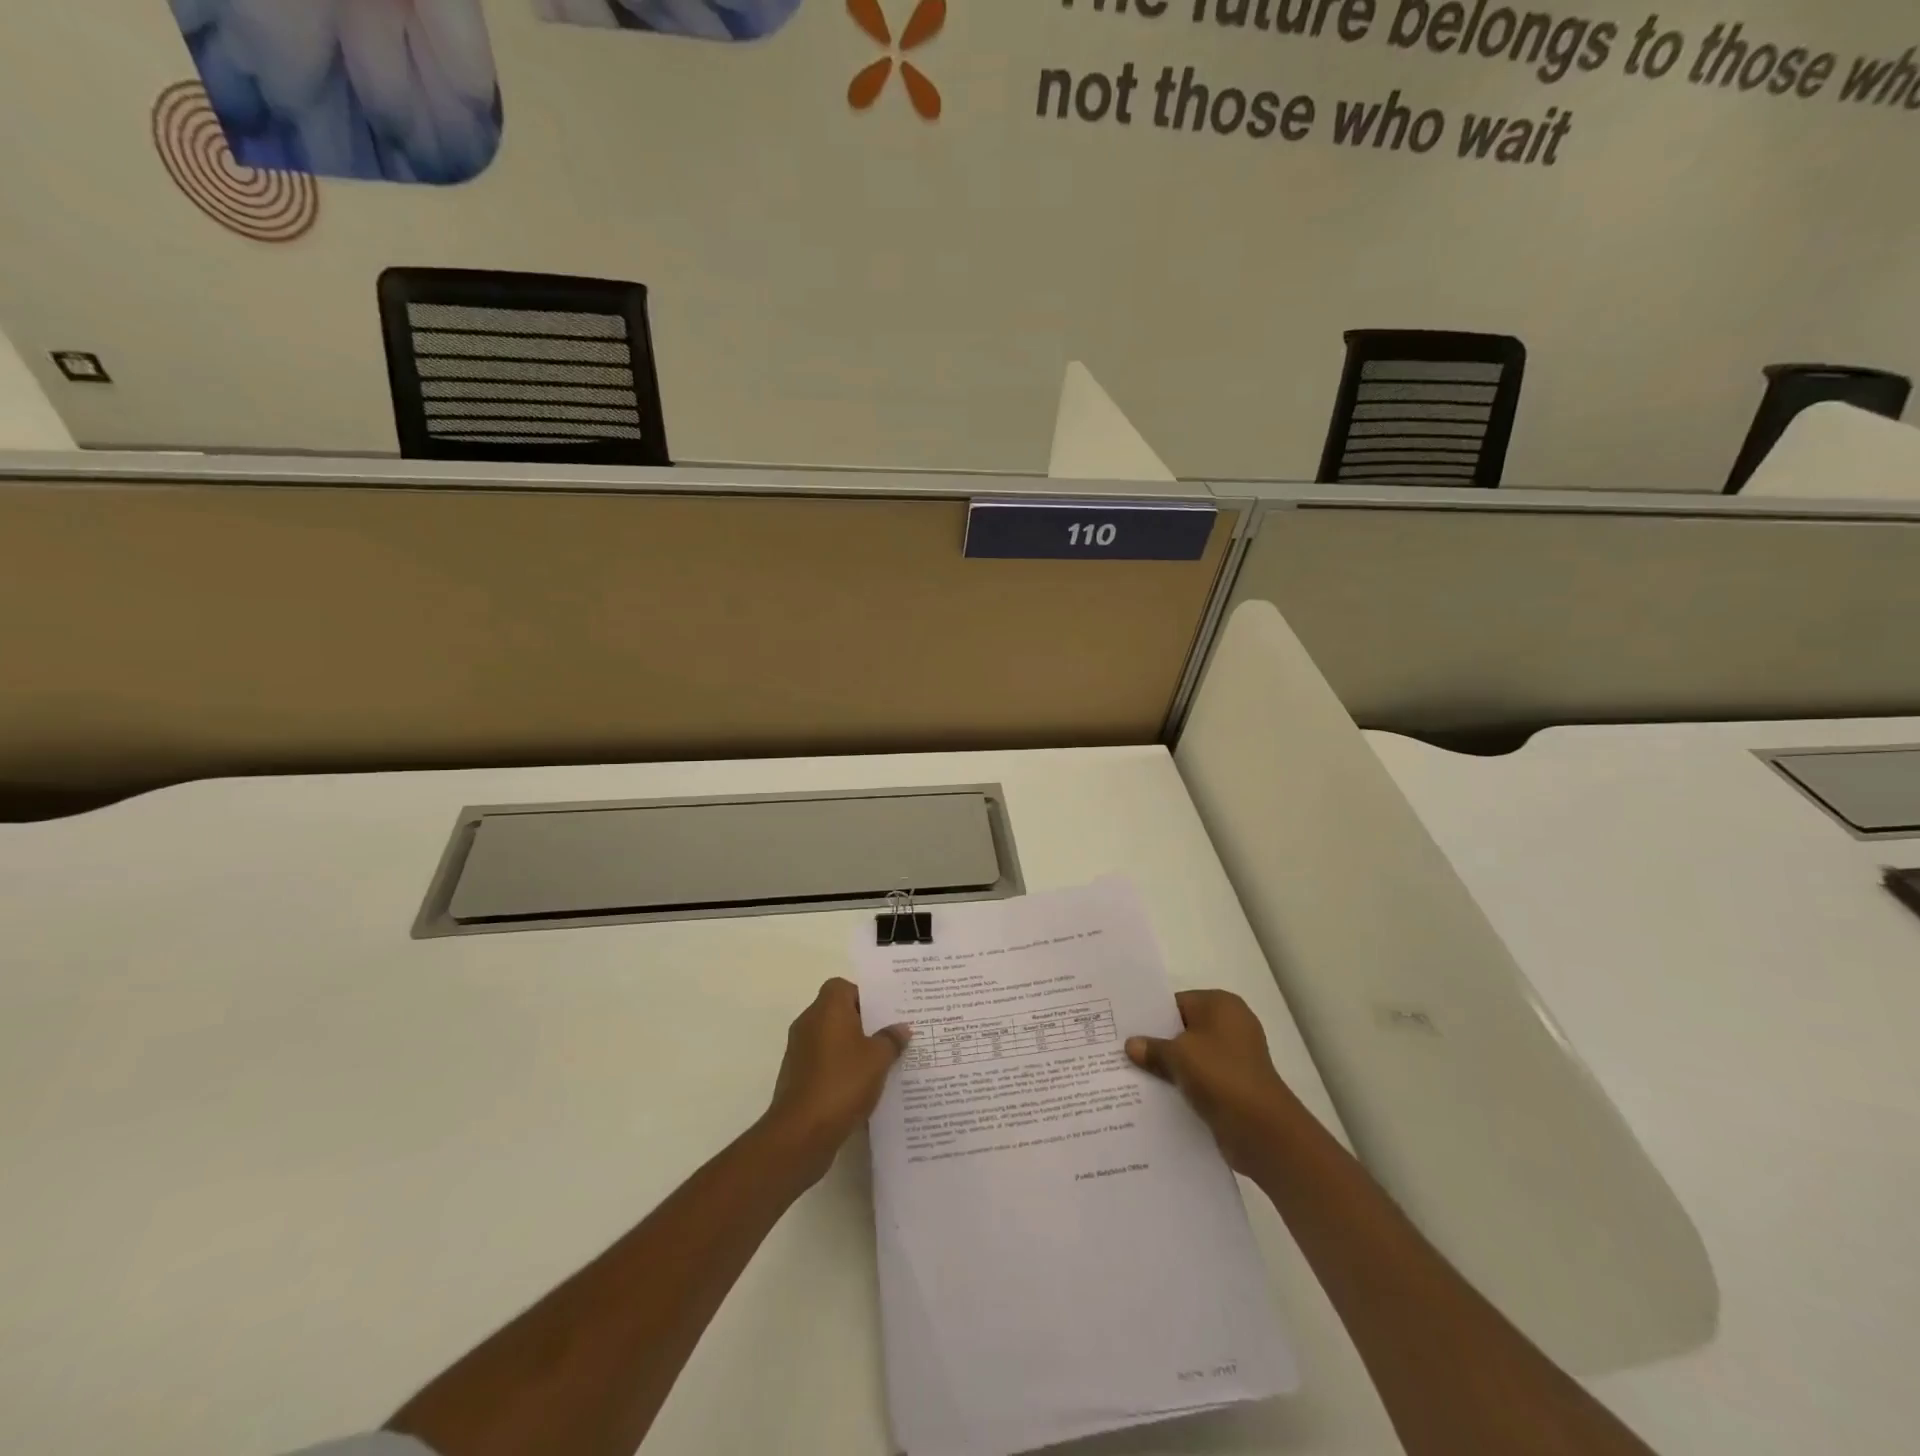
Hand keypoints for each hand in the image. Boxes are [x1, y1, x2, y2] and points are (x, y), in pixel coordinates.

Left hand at [762, 978, 911, 1184]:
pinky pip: (823, 1062)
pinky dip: (839, 1068)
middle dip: (863, 1023)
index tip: (885, 1013)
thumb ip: (891, 1039)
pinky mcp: (796, 1077)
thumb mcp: (878, 1059)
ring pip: (831, 1039)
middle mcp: (808, 1023)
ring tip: (881, 1063)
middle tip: (890, 1036)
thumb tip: (901, 1028)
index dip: (864, 996)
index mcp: (827, 1009)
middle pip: (837, 1012)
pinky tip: (861, 1086)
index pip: (843, 987)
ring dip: (852, 1048)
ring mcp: (799, 1051)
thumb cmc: (842, 1083)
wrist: (801, 1132)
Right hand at [1126, 989, 1304, 1175]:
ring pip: (1191, 1056)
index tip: (1123, 1029)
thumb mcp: (1178, 1056)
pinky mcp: (1235, 1085)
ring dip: (1169, 1067)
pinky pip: (1201, 1078)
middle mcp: (1231, 1025)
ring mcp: (1235, 1057)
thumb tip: (1131, 1045)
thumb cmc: (1221, 1076)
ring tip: (1133, 1074)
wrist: (1263, 1131)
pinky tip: (1157, 1095)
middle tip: (1122, 1051)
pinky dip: (1183, 1085)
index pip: (1176, 1003)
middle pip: (1183, 1029)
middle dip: (1157, 1042)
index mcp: (1221, 1005)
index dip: (1150, 1016)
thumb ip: (1152, 1048)